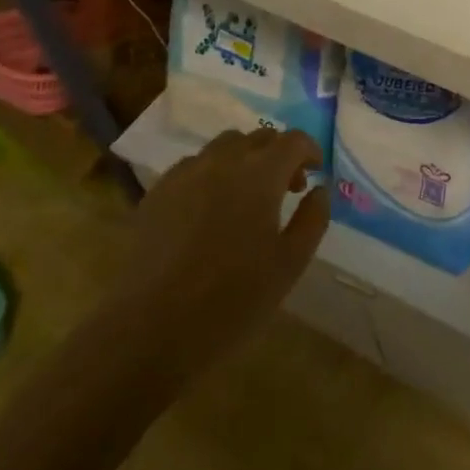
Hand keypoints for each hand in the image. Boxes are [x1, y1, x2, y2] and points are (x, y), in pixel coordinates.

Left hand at [119, 127, 329, 374]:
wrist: (150, 331)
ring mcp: (184, 174)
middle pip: (258, 138)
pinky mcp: (157, 193)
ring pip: (223, 147)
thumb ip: (312, 220)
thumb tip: (319, 190)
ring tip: (247, 197)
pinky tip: (210, 210)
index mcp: (259, 175)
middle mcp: (222, 162)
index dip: (309, 150)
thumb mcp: (289, 265)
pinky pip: (193, 166)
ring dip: (244, 160)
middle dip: (278, 154)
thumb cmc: (232, 300)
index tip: (315, 173)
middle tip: (287, 189)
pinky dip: (212, 174)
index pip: (293, 140)